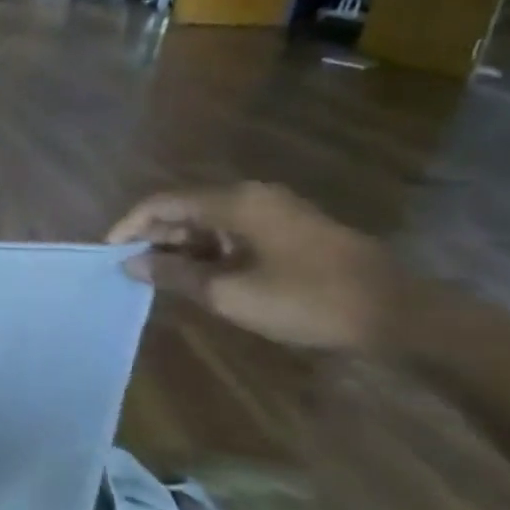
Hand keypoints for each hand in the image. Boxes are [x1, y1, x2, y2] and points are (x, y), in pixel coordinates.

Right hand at [108, 182, 399, 350]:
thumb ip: (174, 276)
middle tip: (134, 272)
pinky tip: (204, 278)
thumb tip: (130, 265)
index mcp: (233, 202)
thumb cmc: (308, 300)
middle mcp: (250, 195)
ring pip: (208, 221)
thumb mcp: (231, 294)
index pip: (161, 203)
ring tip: (163, 280)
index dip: (129, 226)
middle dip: (154, 238)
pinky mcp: (290, 229)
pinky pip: (233, 231)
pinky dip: (210, 251)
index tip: (109, 255)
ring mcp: (274, 211)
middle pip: (184, 208)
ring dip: (182, 247)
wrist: (400, 314)